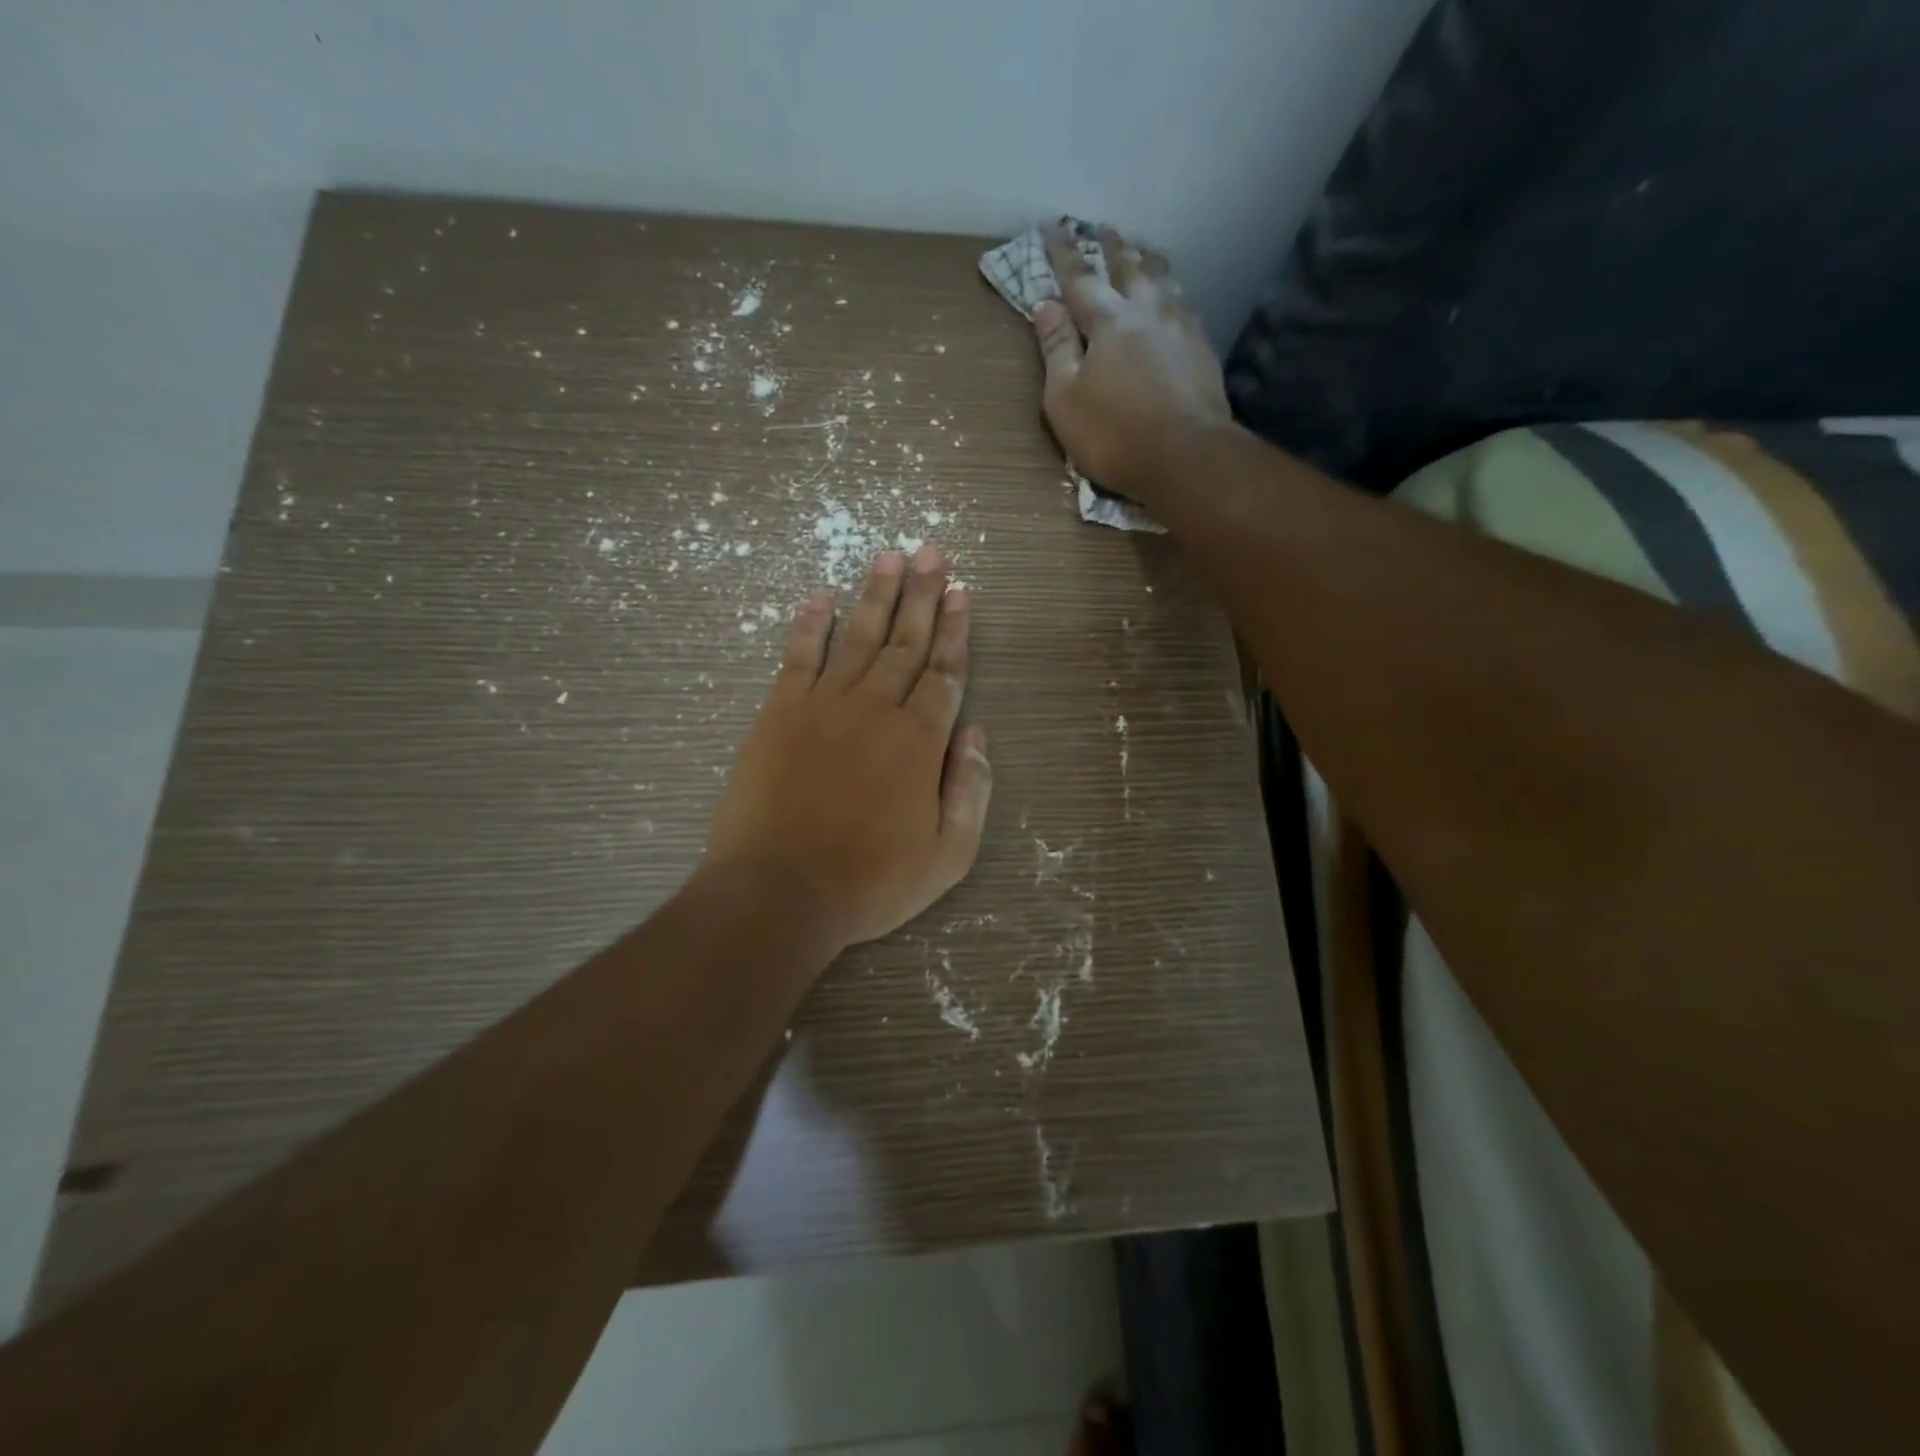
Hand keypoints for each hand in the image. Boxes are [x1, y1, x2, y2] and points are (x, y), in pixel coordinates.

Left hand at [705, 545, 991, 948]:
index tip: (961, 592)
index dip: (956, 631)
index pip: (945, 673)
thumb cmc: (870, 881)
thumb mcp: (947, 854)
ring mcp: (824, 706)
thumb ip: (970, 790)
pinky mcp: (779, 714)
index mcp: (920, 741)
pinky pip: (798, 658)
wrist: (779, 892)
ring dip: (875, 595)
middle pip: (906, 643)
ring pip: (857, 638)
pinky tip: (819, 596)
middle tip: (931, 551)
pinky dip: (809, 625)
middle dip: (922, 595)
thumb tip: (977, 733)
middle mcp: (876, 709)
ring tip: (888, 556)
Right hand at [1034, 224, 1231, 504]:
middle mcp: (1147, 311)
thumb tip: (1045, 305)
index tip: (1052, 228)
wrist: (1187, 456)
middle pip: (1128, 268)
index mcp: (1107, 320)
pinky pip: (1184, 307)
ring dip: (1149, 264)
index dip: (1063, 253)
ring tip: (1144, 254)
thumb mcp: (1065, 399)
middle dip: (1112, 247)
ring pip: (1163, 281)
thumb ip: (1056, 349)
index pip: (1079, 278)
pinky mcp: (1203, 350)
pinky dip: (1172, 296)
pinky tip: (1174, 302)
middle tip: (1104, 228)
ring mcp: (1181, 327)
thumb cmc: (1114, 434)